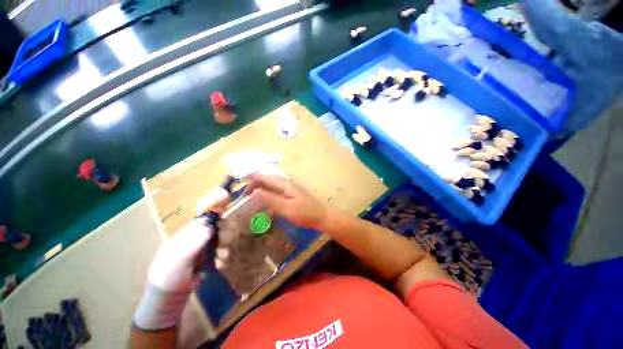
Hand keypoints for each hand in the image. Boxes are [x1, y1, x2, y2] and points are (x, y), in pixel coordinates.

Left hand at [135, 187, 230, 329]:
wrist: (169, 294)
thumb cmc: (168, 274)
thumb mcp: (178, 259)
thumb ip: (193, 243)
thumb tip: (210, 228)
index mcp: (189, 229)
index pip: (206, 212)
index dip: (216, 203)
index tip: (226, 195)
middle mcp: (201, 233)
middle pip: (221, 223)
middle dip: (226, 230)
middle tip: (224, 243)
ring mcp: (208, 243)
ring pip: (225, 235)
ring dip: (226, 245)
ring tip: (220, 258)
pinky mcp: (213, 254)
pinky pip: (225, 248)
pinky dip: (225, 254)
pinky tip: (220, 262)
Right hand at [247, 174, 328, 230]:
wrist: (322, 217)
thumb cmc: (305, 214)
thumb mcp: (287, 208)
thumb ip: (271, 199)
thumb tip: (254, 192)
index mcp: (284, 184)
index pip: (263, 178)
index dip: (251, 184)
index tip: (243, 196)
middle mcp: (287, 182)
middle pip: (267, 178)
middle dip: (255, 184)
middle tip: (246, 197)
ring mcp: (291, 187)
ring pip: (272, 183)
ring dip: (262, 188)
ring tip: (253, 198)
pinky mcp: (293, 193)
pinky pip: (277, 189)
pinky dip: (269, 192)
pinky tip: (267, 201)